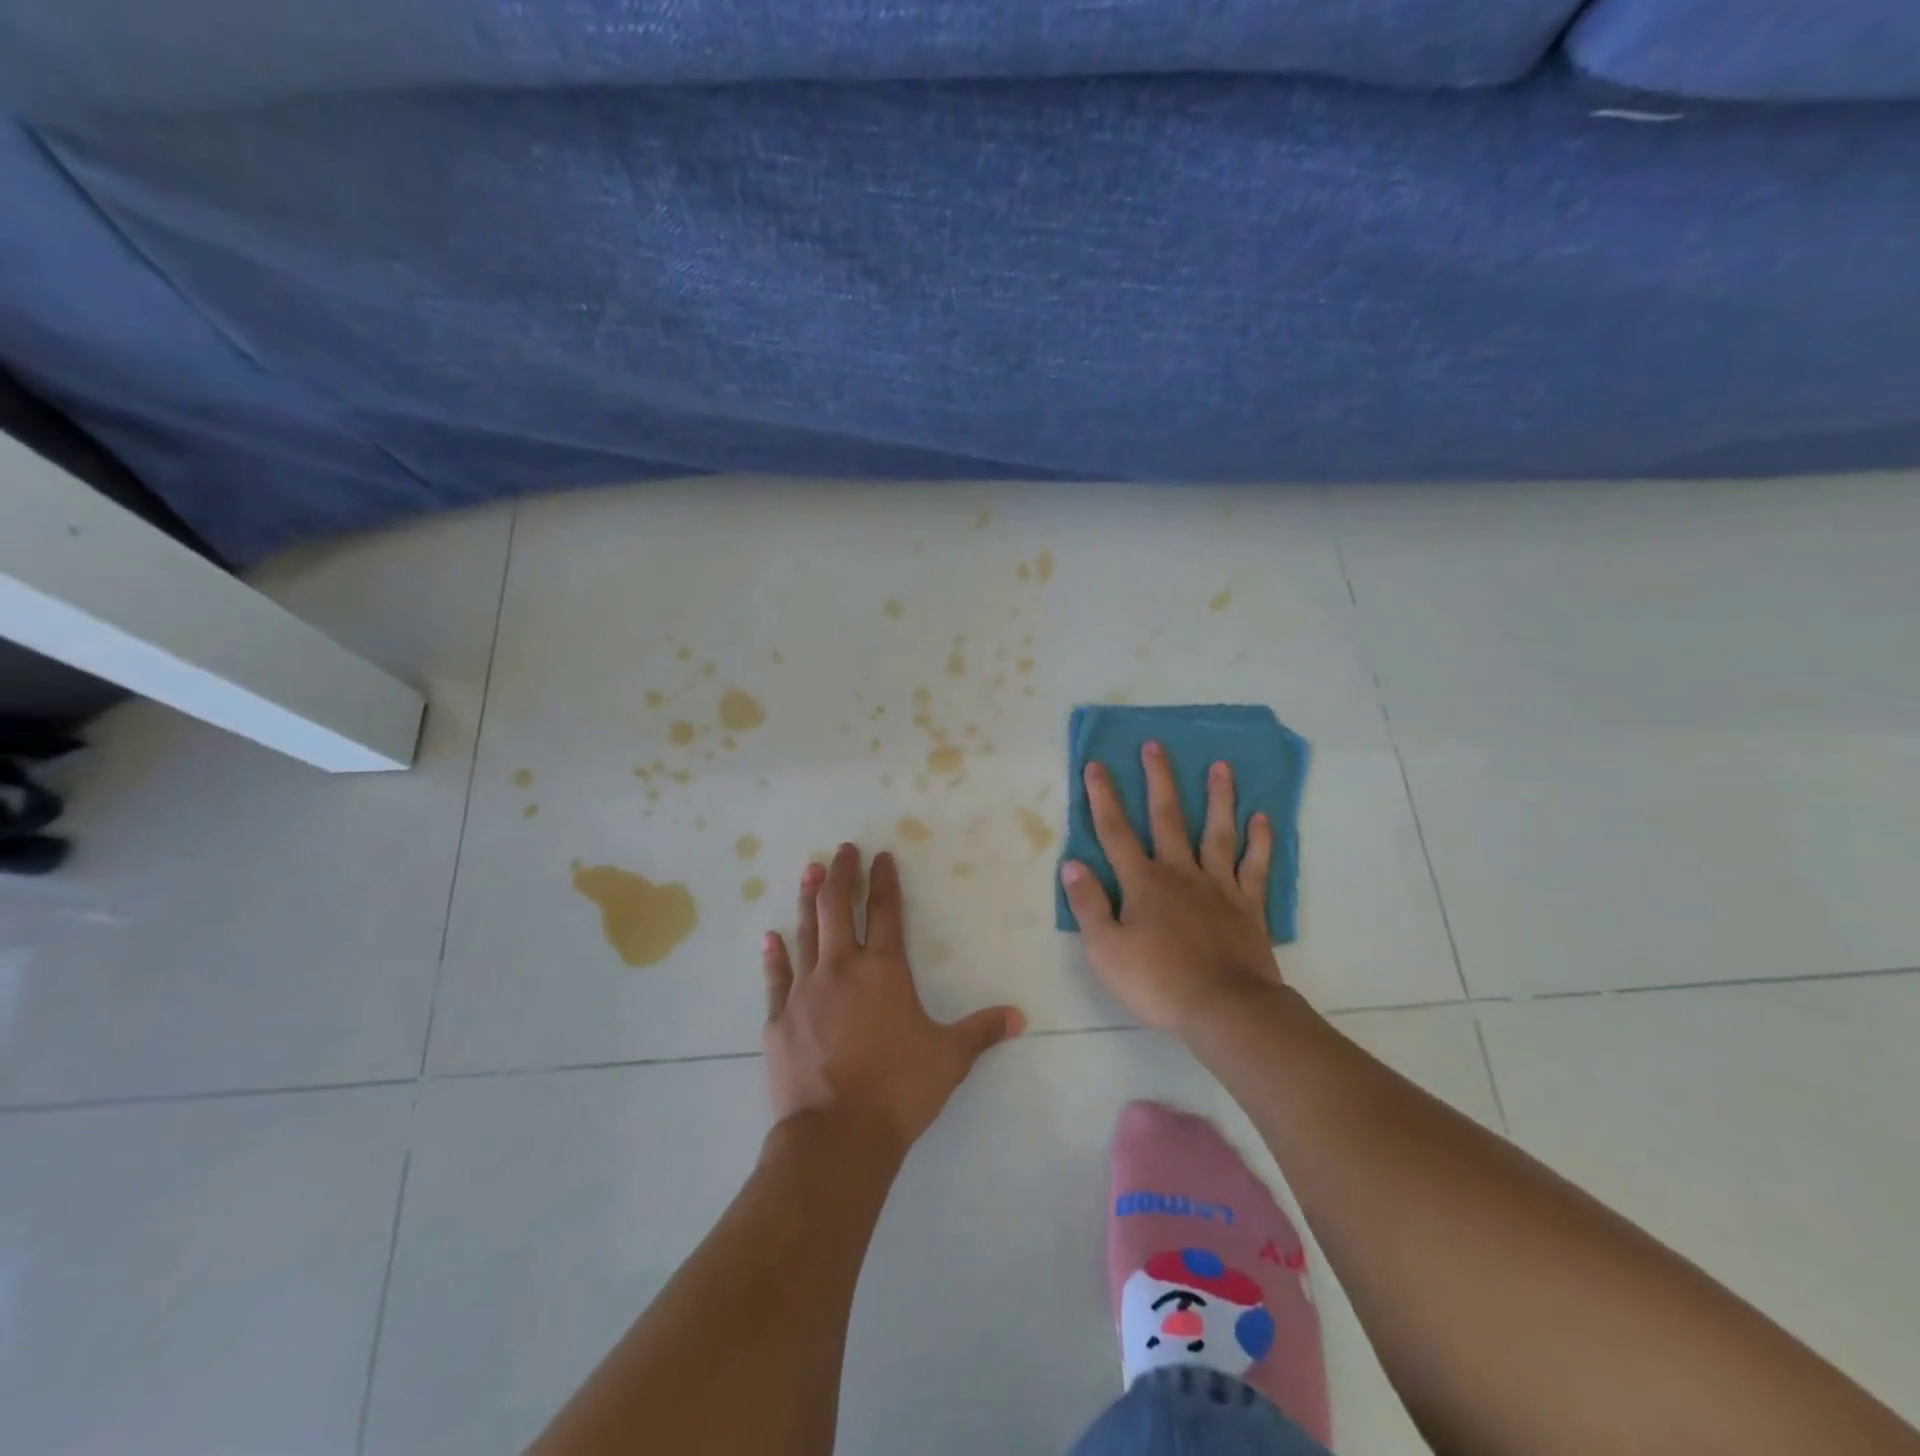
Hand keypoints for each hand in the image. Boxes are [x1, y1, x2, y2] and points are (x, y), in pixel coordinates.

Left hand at [762, 844, 1024, 1153]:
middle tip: (842, 849)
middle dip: (841, 874)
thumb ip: (982, 1032)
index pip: (885, 910)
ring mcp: (806, 990)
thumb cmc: (899, 1089)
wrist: (837, 1136)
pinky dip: (774, 954)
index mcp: (884, 970)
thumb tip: (1020, 1017)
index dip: (883, 879)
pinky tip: (770, 936)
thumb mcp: (949, 1058)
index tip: (880, 855)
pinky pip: (776, 976)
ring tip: (809, 870)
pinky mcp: (779, 1018)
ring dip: (808, 899)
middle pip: (838, 907)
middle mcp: (842, 968)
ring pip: (806, 931)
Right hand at [1058, 742, 1282, 1032]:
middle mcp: (1180, 872)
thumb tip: (1072, 865)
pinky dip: (1260, 840)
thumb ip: (1088, 905)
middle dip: (1159, 780)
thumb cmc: (1158, 982)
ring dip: (1218, 797)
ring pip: (1217, 831)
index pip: (1115, 832)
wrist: (1226, 1009)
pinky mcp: (1248, 905)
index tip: (1096, 765)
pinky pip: (1254, 865)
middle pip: (1167, 817)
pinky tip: (1261, 817)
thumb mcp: (1105, 950)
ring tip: (1220, 766)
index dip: (1103, 797)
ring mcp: (1218, 886)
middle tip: (1156, 746)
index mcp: (1142, 882)